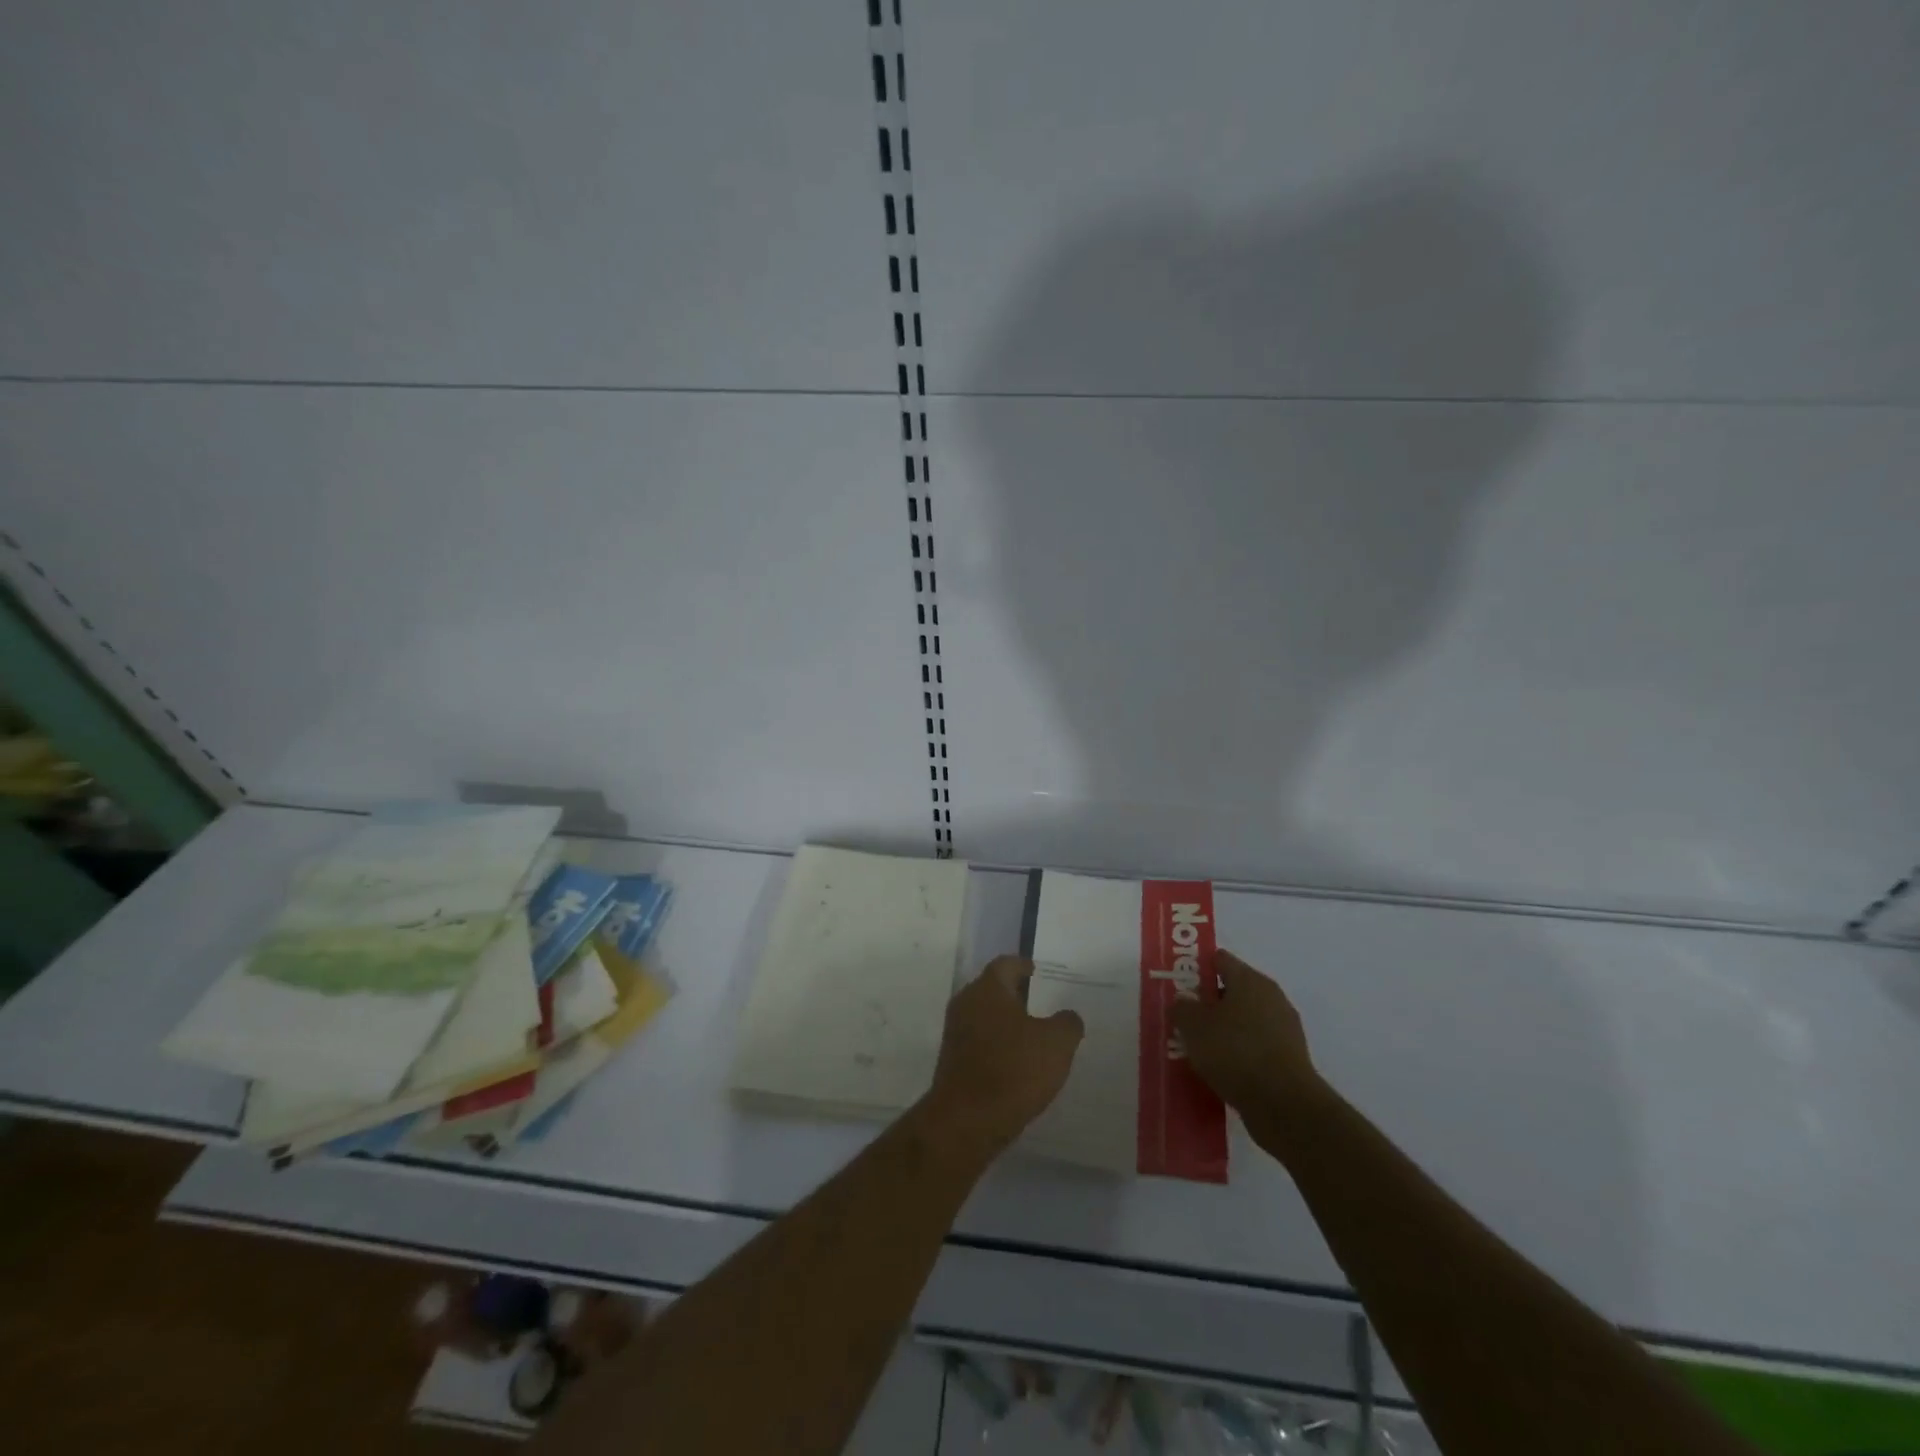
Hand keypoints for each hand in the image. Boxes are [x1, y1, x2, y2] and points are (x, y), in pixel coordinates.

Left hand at [921, 956, 1083, 1160]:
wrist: (967, 1120)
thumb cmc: (1014, 1070)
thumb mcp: (1056, 1044)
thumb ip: (1067, 1023)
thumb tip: (1068, 1016)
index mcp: (988, 989)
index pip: (1005, 964)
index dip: (1022, 965)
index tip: (1036, 970)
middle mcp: (966, 1003)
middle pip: (991, 989)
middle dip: (1014, 993)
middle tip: (1039, 1000)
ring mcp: (955, 1032)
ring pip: (984, 1016)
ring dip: (1005, 1021)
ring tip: (1032, 1032)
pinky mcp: (952, 1060)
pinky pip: (979, 1041)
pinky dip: (997, 1044)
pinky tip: (1016, 1061)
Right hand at [1171, 950, 1321, 1138]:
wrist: (1284, 1106)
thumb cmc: (1234, 1052)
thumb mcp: (1193, 1026)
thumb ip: (1182, 1008)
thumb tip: (1183, 1003)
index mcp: (1250, 980)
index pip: (1220, 960)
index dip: (1197, 969)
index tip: (1179, 986)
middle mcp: (1271, 998)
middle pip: (1233, 991)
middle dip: (1209, 1004)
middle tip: (1185, 1020)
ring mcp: (1284, 1029)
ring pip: (1244, 1021)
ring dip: (1224, 1031)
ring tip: (1199, 1050)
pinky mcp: (1290, 1059)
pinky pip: (1256, 1047)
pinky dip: (1239, 1054)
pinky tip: (1221, 1070)